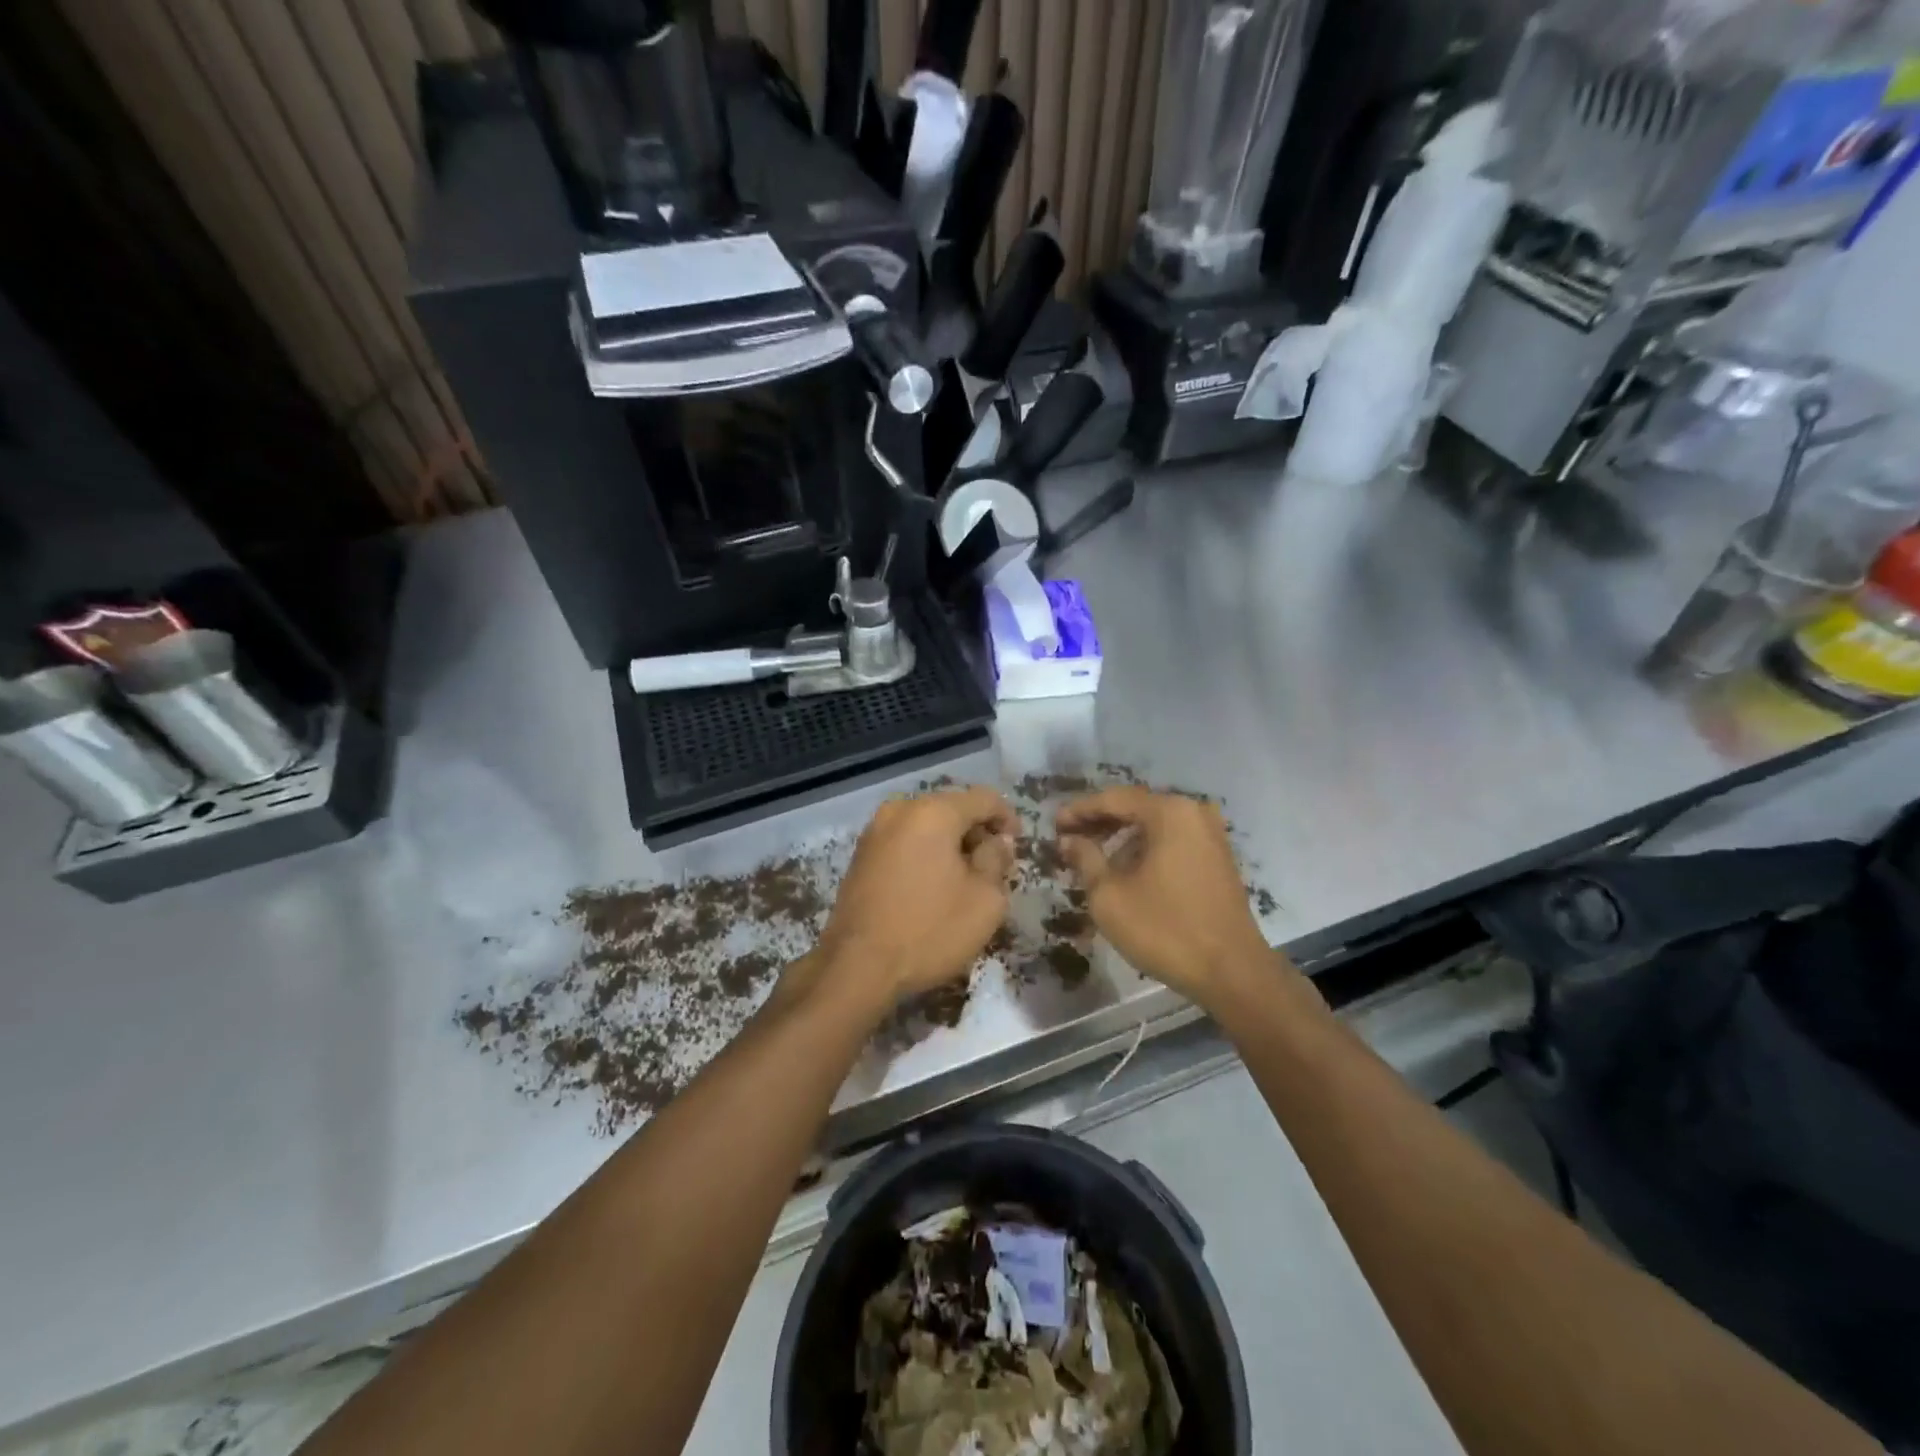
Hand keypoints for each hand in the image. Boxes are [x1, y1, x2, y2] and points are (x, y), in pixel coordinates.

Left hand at [812, 787, 1015, 1011]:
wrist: (857, 967)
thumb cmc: (929, 930)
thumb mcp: (985, 900)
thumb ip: (997, 860)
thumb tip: (997, 842)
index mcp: (933, 812)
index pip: (984, 798)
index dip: (1008, 819)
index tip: (1017, 849)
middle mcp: (900, 810)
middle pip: (953, 808)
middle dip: (977, 833)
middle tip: (993, 868)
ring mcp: (875, 831)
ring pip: (927, 825)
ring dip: (951, 845)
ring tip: (964, 880)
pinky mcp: (861, 855)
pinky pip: (905, 842)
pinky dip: (925, 854)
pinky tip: (933, 886)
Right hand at [1055, 787, 1273, 1006]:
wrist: (1232, 972)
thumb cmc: (1164, 929)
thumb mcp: (1110, 895)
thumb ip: (1085, 858)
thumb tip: (1069, 839)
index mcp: (1169, 812)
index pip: (1113, 799)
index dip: (1079, 810)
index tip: (1053, 825)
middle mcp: (1193, 812)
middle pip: (1136, 808)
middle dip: (1099, 822)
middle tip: (1068, 839)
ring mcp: (1211, 835)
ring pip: (1154, 826)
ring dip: (1122, 837)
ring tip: (1092, 858)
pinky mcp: (1218, 859)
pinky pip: (1172, 842)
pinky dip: (1145, 849)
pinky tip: (1126, 870)